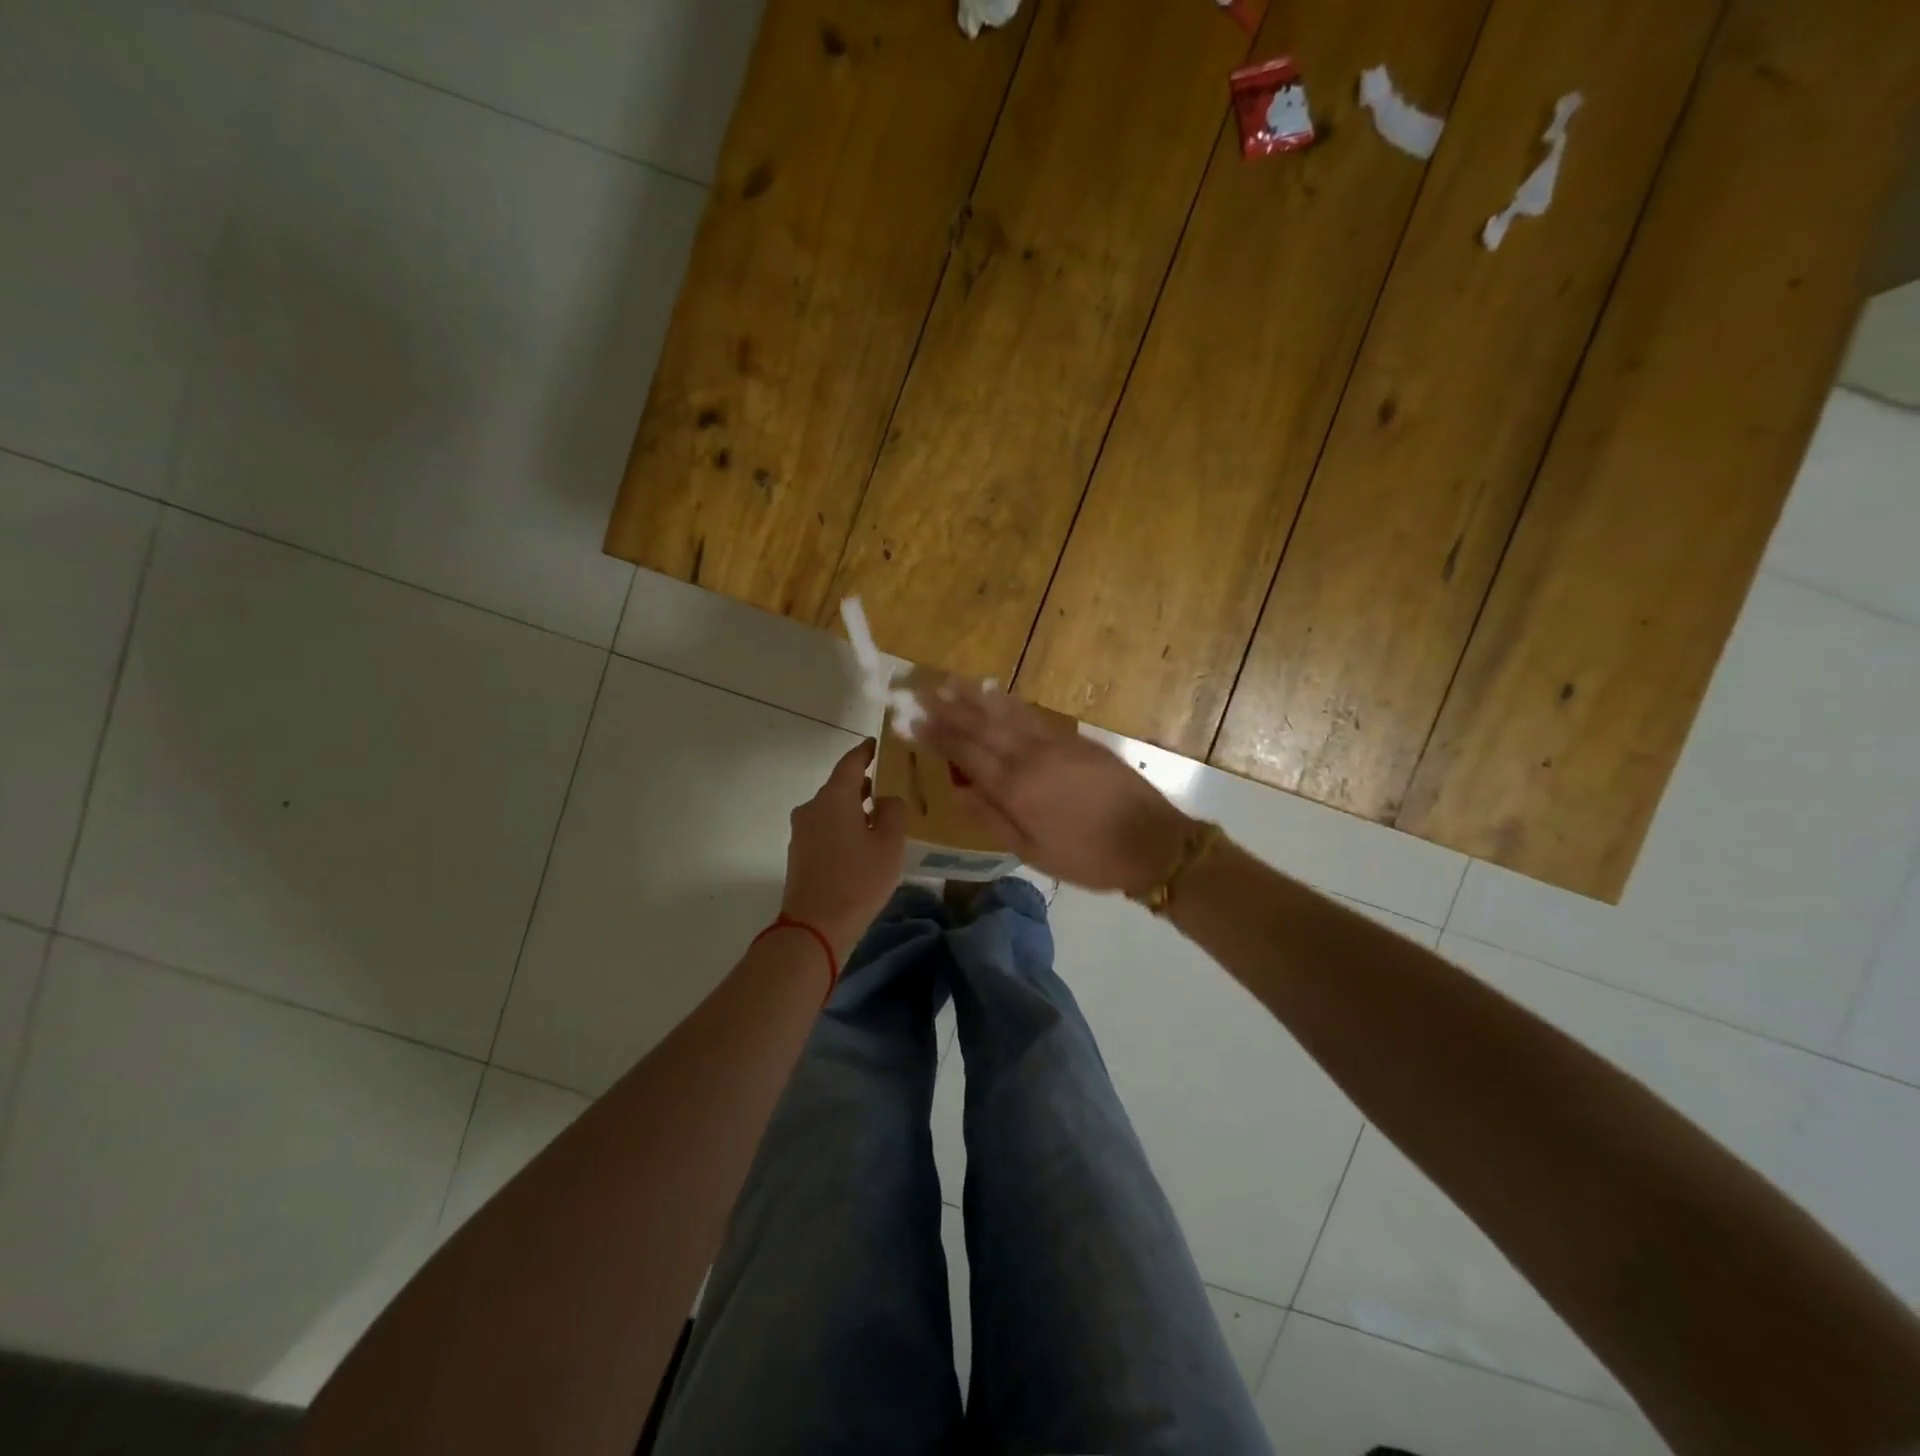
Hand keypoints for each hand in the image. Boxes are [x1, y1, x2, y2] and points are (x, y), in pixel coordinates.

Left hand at [781, 739, 906, 960]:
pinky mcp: (800, 853)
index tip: (878, 744)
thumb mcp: (889, 844)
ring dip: (854, 808)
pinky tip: (863, 841)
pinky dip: (844, 826)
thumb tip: (887, 798)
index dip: (866, 751)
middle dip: (864, 783)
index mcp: (834, 798)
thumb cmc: (857, 880)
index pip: (851, 762)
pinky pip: (825, 828)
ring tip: (881, 815)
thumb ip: (893, 812)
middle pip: (840, 786)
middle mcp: (812, 807)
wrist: (815, 927)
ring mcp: (802, 831)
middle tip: (890, 783)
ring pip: (832, 809)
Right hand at [919, 682, 1193, 896]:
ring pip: (1007, 713)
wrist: (1153, 843)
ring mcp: (1056, 743)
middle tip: (919, 689)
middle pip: (981, 725)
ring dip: (975, 697)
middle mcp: (1031, 756)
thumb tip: (957, 791)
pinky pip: (1033, 716)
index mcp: (1017, 788)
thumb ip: (993, 819)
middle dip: (948, 707)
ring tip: (949, 682)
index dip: (936, 735)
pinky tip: (996, 695)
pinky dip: (1009, 704)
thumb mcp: (1033, 852)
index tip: (910, 719)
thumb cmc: (1088, 858)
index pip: (966, 753)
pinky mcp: (1076, 740)